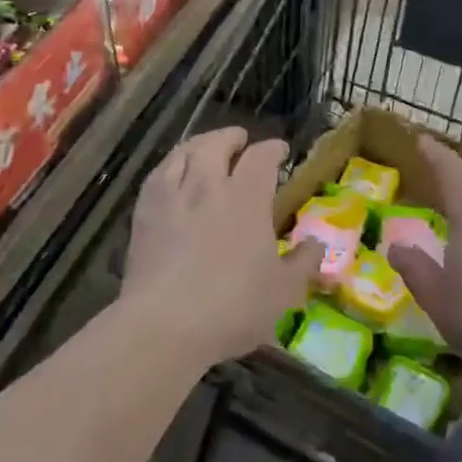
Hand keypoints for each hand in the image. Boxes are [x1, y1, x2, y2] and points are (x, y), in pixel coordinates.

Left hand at [123, 127, 324, 369]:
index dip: (272, 149)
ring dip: (199, 144)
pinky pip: (158, 175)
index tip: (280, 150)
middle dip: (231, 137)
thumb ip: (303, 263)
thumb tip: (318, 245)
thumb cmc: (232, 307)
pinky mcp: (144, 212)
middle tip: (240, 140)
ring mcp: (173, 195)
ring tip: (205, 148)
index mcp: (247, 197)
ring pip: (184, 152)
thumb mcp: (282, 291)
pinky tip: (172, 174)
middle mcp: (209, 185)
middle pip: (217, 143)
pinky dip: (171, 166)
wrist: (164, 324)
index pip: (262, 157)